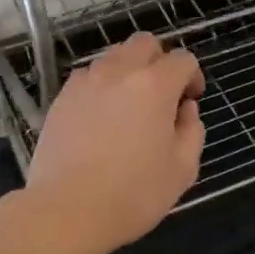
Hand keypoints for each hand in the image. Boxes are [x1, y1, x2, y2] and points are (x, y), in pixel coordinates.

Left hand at [24, 34, 204, 253]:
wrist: (67, 209)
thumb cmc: (133, 194)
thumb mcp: (182, 169)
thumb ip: (192, 131)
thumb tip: (185, 109)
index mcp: (154, 85)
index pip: (182, 59)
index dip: (192, 76)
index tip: (190, 100)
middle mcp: (119, 72)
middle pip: (144, 43)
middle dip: (159, 60)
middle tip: (162, 94)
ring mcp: (86, 81)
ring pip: (114, 56)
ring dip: (129, 70)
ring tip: (130, 105)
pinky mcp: (62, 97)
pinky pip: (88, 76)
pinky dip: (102, 84)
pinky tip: (102, 116)